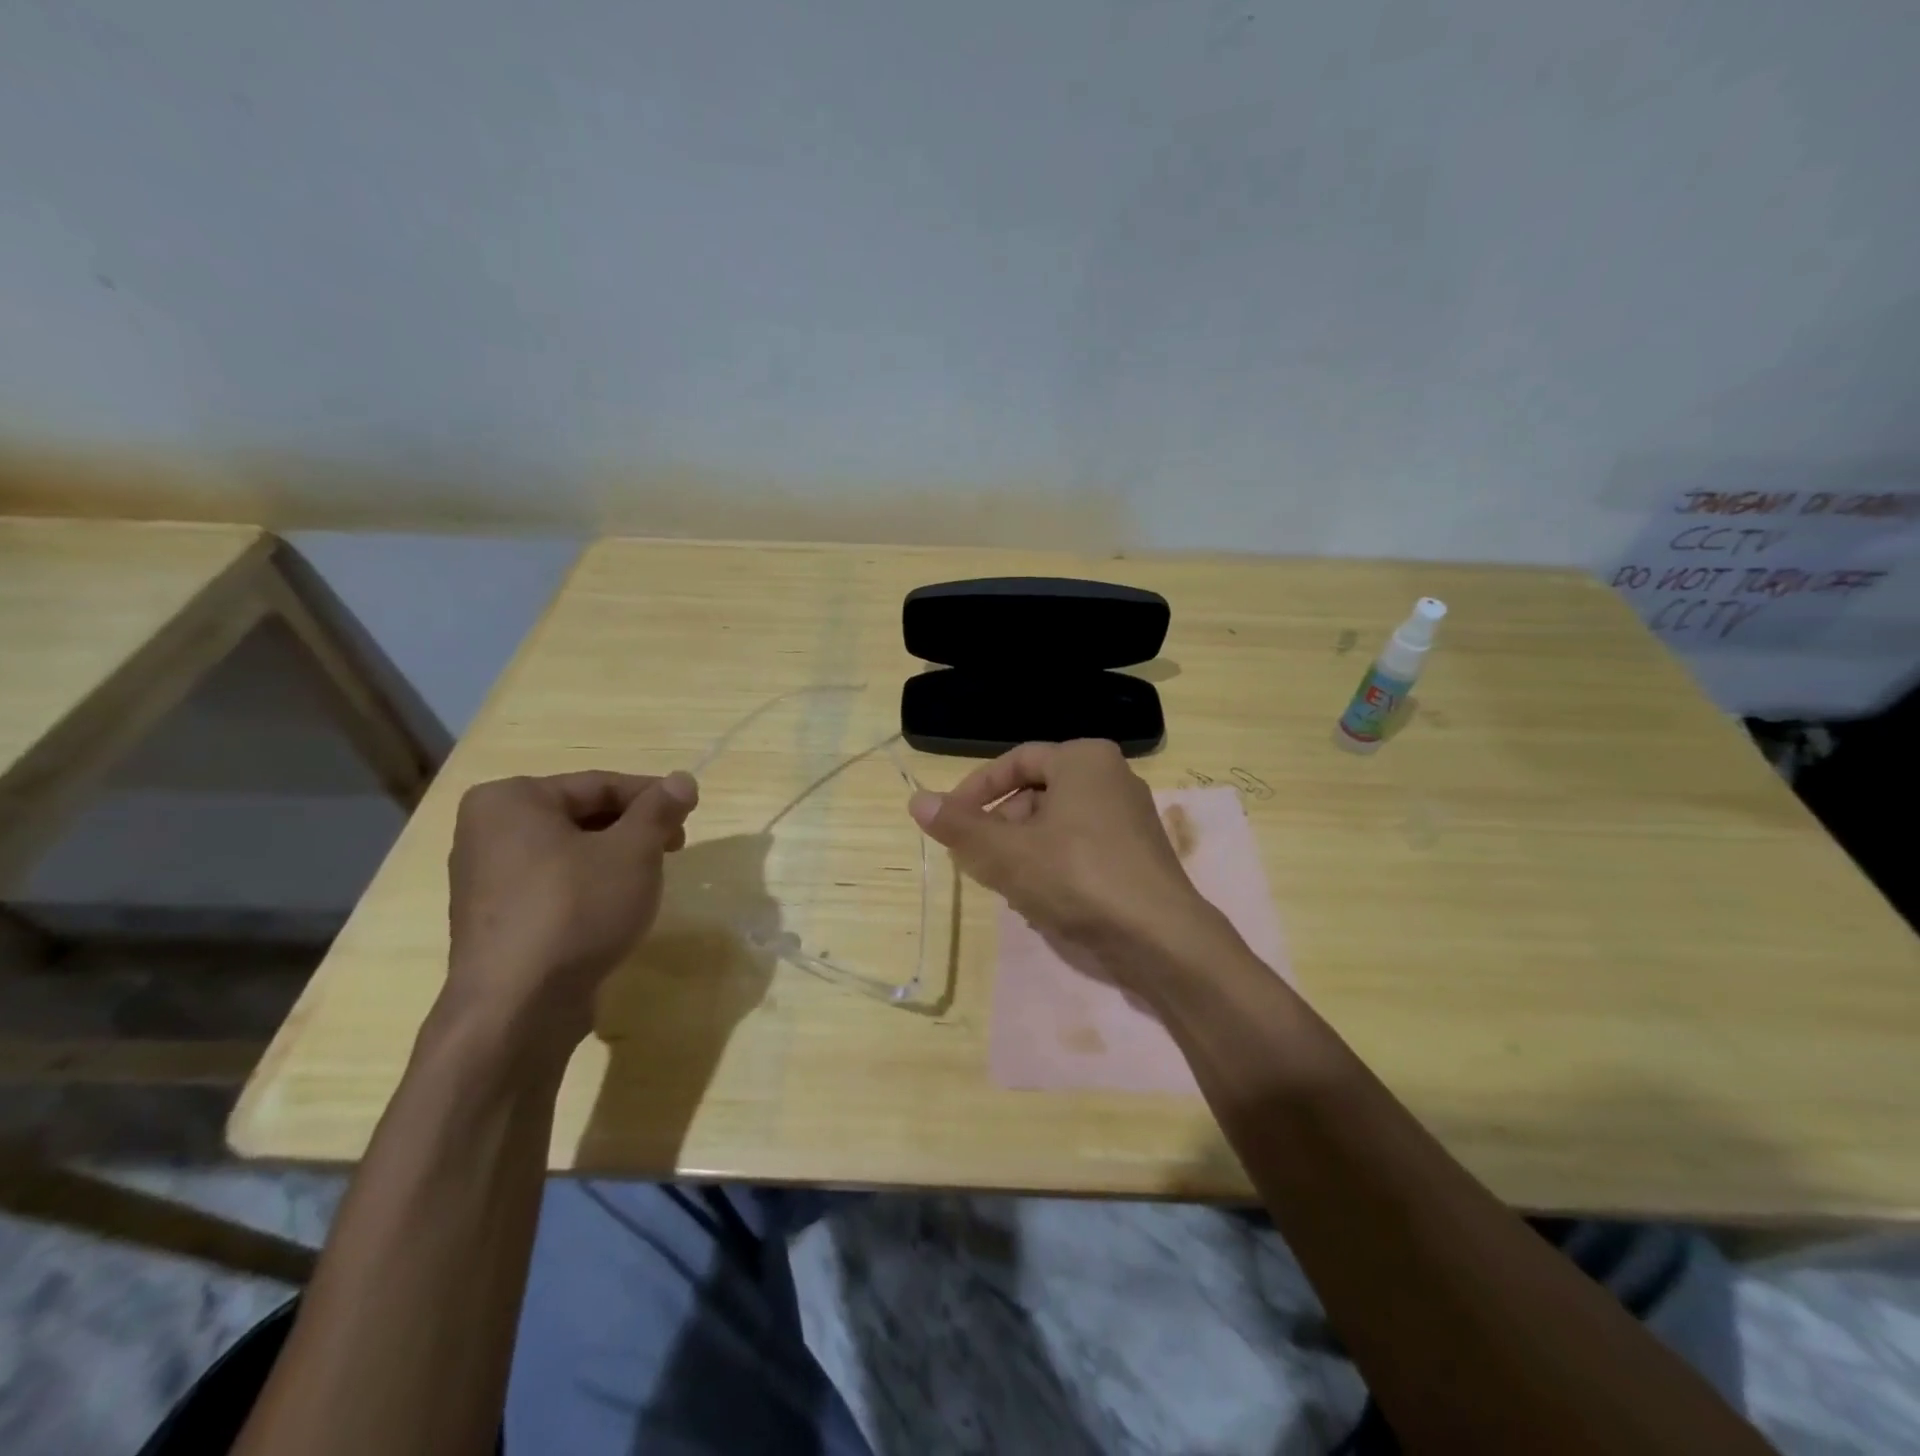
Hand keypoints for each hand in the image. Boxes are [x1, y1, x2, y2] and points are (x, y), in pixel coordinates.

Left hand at [441, 770, 698, 1061]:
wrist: (518, 1008)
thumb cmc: (576, 909)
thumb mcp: (633, 851)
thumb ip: (659, 810)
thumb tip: (683, 779)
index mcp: (511, 800)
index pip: (599, 784)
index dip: (652, 796)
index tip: (690, 812)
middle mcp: (487, 831)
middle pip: (581, 816)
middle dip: (633, 829)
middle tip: (675, 847)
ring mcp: (484, 879)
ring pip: (569, 852)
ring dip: (614, 859)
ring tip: (649, 880)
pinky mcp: (495, 920)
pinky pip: (552, 886)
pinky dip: (588, 887)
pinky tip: (614, 910)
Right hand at [907, 740, 1227, 991]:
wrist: (1161, 938)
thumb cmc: (1077, 878)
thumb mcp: (1006, 852)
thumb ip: (959, 826)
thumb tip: (915, 800)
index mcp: (1083, 759)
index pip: (1015, 762)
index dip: (975, 791)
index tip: (949, 821)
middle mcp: (1111, 776)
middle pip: (1036, 793)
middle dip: (1000, 826)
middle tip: (976, 859)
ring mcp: (1130, 816)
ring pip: (1057, 824)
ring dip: (1023, 851)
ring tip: (1007, 886)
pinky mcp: (1138, 853)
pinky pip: (1082, 846)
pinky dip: (1054, 865)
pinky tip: (1042, 902)